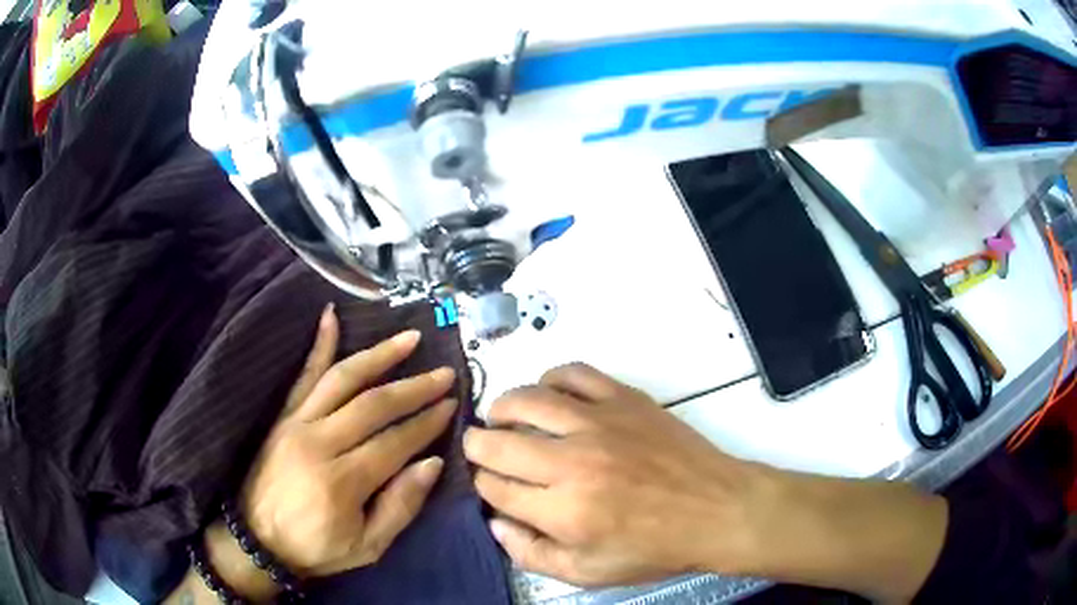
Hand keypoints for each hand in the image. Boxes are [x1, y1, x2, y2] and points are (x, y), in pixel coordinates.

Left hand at [167, 305, 457, 602]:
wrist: (257, 541)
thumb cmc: (316, 548)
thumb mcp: (368, 547)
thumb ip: (401, 507)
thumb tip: (432, 463)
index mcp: (343, 481)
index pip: (395, 441)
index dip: (426, 422)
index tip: (451, 405)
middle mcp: (320, 443)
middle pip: (374, 405)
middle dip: (413, 388)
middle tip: (444, 374)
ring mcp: (297, 424)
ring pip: (342, 379)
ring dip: (378, 356)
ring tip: (408, 339)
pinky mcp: (283, 417)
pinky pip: (303, 376)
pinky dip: (318, 345)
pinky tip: (331, 317)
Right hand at [463, 363, 765, 585]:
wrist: (716, 510)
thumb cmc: (654, 548)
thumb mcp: (588, 573)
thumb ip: (531, 554)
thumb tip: (495, 522)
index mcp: (563, 511)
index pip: (495, 487)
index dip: (483, 484)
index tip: (488, 483)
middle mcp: (573, 462)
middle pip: (498, 442)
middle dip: (477, 445)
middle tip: (480, 447)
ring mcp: (599, 423)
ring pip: (527, 399)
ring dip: (503, 408)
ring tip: (502, 417)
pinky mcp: (624, 398)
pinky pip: (573, 373)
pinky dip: (551, 380)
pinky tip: (550, 395)